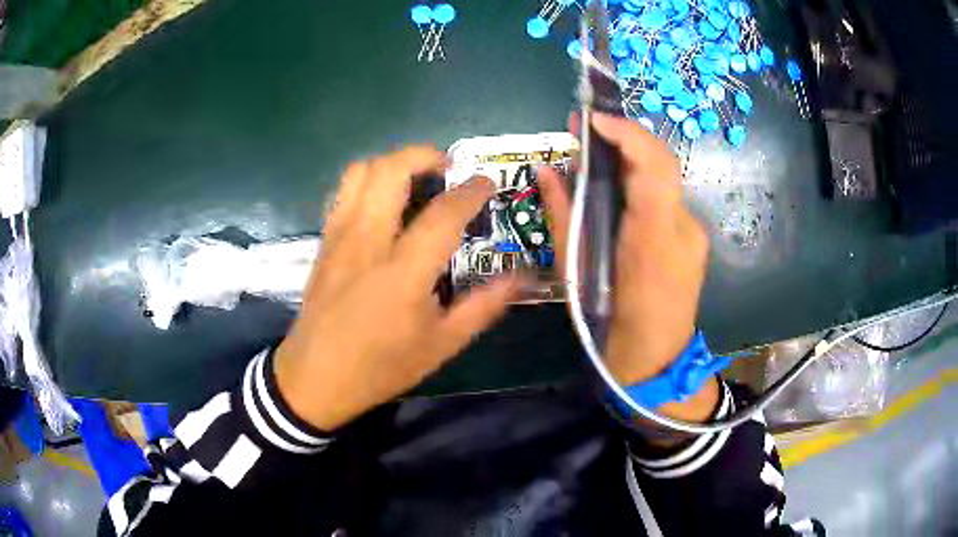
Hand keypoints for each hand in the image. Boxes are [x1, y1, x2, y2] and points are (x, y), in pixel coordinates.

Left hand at [274, 147, 520, 430]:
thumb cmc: (380, 366)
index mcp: (403, 272)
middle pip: (391, 170)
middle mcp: (367, 241)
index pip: (443, 213)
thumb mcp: (441, 345)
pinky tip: (384, 201)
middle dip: (425, 155)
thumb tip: (521, 279)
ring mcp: (340, 236)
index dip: (471, 191)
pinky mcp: (324, 240)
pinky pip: (344, 190)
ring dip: (393, 163)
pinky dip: (369, 180)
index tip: (487, 183)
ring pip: (361, 171)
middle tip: (448, 169)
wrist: (315, 378)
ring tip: (416, 179)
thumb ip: (483, 306)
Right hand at [539, 113, 716, 421]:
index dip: (625, 133)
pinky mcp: (693, 239)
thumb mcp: (576, 270)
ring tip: (597, 150)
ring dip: (631, 159)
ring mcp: (693, 233)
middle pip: (661, 163)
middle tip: (587, 128)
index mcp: (653, 238)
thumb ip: (564, 215)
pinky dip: (640, 184)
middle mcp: (683, 227)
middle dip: (625, 137)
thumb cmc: (608, 321)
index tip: (592, 119)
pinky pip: (665, 199)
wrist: (654, 361)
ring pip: (664, 180)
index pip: (652, 166)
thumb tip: (547, 172)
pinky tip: (618, 188)